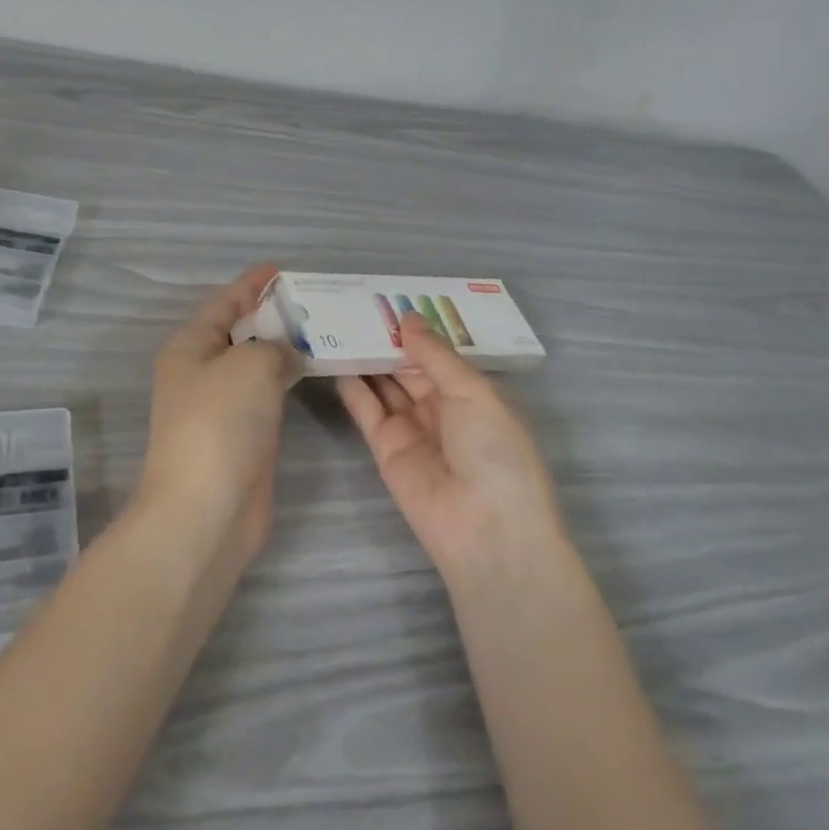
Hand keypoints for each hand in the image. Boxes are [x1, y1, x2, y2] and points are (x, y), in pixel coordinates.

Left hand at [137, 264, 301, 570]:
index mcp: (190, 346)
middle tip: (317, 301)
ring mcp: (221, 407)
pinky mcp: (242, 435)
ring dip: (285, 348)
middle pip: (240, 332)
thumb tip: (285, 355)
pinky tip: (316, 371)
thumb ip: (274, 345)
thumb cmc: (220, 423)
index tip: (282, 269)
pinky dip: (289, 380)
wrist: (206, 510)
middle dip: (274, 314)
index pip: (224, 302)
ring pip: (256, 365)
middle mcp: (201, 372)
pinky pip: (268, 394)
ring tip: (325, 329)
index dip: (252, 283)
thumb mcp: (250, 363)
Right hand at [337, 314, 566, 582]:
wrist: (486, 531)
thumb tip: (408, 318)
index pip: (439, 354)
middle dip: (387, 339)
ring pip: (385, 385)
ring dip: (366, 358)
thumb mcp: (473, 392)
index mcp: (473, 394)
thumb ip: (434, 355)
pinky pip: (367, 411)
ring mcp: (412, 429)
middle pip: (409, 367)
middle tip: (354, 303)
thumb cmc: (495, 451)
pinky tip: (333, 358)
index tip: (388, 298)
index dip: (416, 329)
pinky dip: (352, 387)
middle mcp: (442, 408)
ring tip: (337, 322)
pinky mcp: (385, 450)